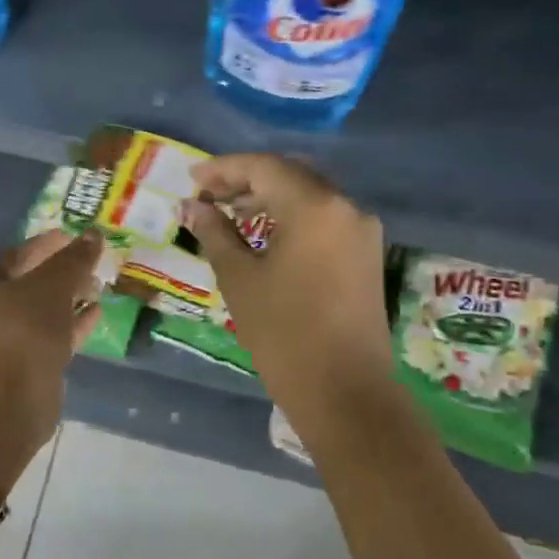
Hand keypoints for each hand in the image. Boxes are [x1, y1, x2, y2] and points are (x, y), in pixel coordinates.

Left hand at [0, 229, 104, 451]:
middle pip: (30, 283)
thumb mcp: (54, 285)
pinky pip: (53, 335)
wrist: (15, 396)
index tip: (74, 237)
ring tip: (98, 286)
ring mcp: (9, 340)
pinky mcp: (29, 364)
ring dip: (71, 298)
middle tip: (92, 263)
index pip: (17, 254)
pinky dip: (74, 323)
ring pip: (44, 311)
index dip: (47, 243)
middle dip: (62, 272)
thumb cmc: (26, 328)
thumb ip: (74, 259)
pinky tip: (97, 312)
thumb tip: (94, 235)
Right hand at [182, 154, 391, 407]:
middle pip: (291, 176)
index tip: (192, 178)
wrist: (344, 391)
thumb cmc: (283, 333)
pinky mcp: (366, 256)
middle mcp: (346, 208)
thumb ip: (215, 233)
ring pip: (310, 198)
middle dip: (247, 181)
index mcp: (315, 206)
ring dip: (270, 200)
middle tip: (208, 196)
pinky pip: (324, 221)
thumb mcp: (239, 279)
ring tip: (230, 216)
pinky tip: (266, 237)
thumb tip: (192, 207)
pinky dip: (293, 219)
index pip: (264, 168)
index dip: (223, 169)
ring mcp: (362, 232)